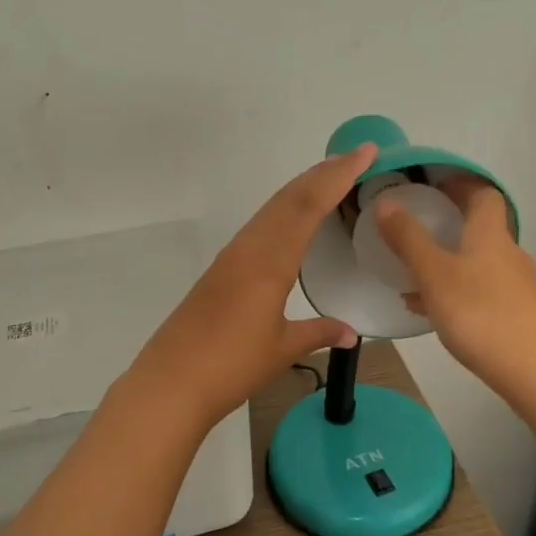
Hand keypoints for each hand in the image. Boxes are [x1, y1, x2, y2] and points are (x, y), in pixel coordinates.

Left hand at [129, 144, 376, 428]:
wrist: (171, 382)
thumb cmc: (231, 366)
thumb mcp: (283, 349)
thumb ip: (318, 333)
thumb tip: (350, 332)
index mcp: (270, 262)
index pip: (308, 205)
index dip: (338, 176)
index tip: (365, 153)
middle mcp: (249, 249)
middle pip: (288, 198)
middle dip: (323, 173)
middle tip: (356, 158)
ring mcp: (231, 257)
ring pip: (271, 209)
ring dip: (301, 189)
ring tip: (330, 180)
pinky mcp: (220, 270)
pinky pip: (258, 227)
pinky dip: (283, 212)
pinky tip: (291, 222)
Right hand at [374, 175, 535, 380]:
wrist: (535, 370)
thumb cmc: (480, 312)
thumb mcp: (434, 274)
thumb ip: (408, 239)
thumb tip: (385, 202)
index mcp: (490, 235)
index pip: (483, 195)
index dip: (461, 184)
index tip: (434, 185)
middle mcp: (508, 254)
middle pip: (482, 229)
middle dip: (451, 225)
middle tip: (416, 229)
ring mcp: (517, 287)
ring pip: (479, 264)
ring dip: (449, 262)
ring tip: (413, 277)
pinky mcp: (518, 316)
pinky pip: (481, 293)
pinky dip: (456, 293)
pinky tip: (431, 312)